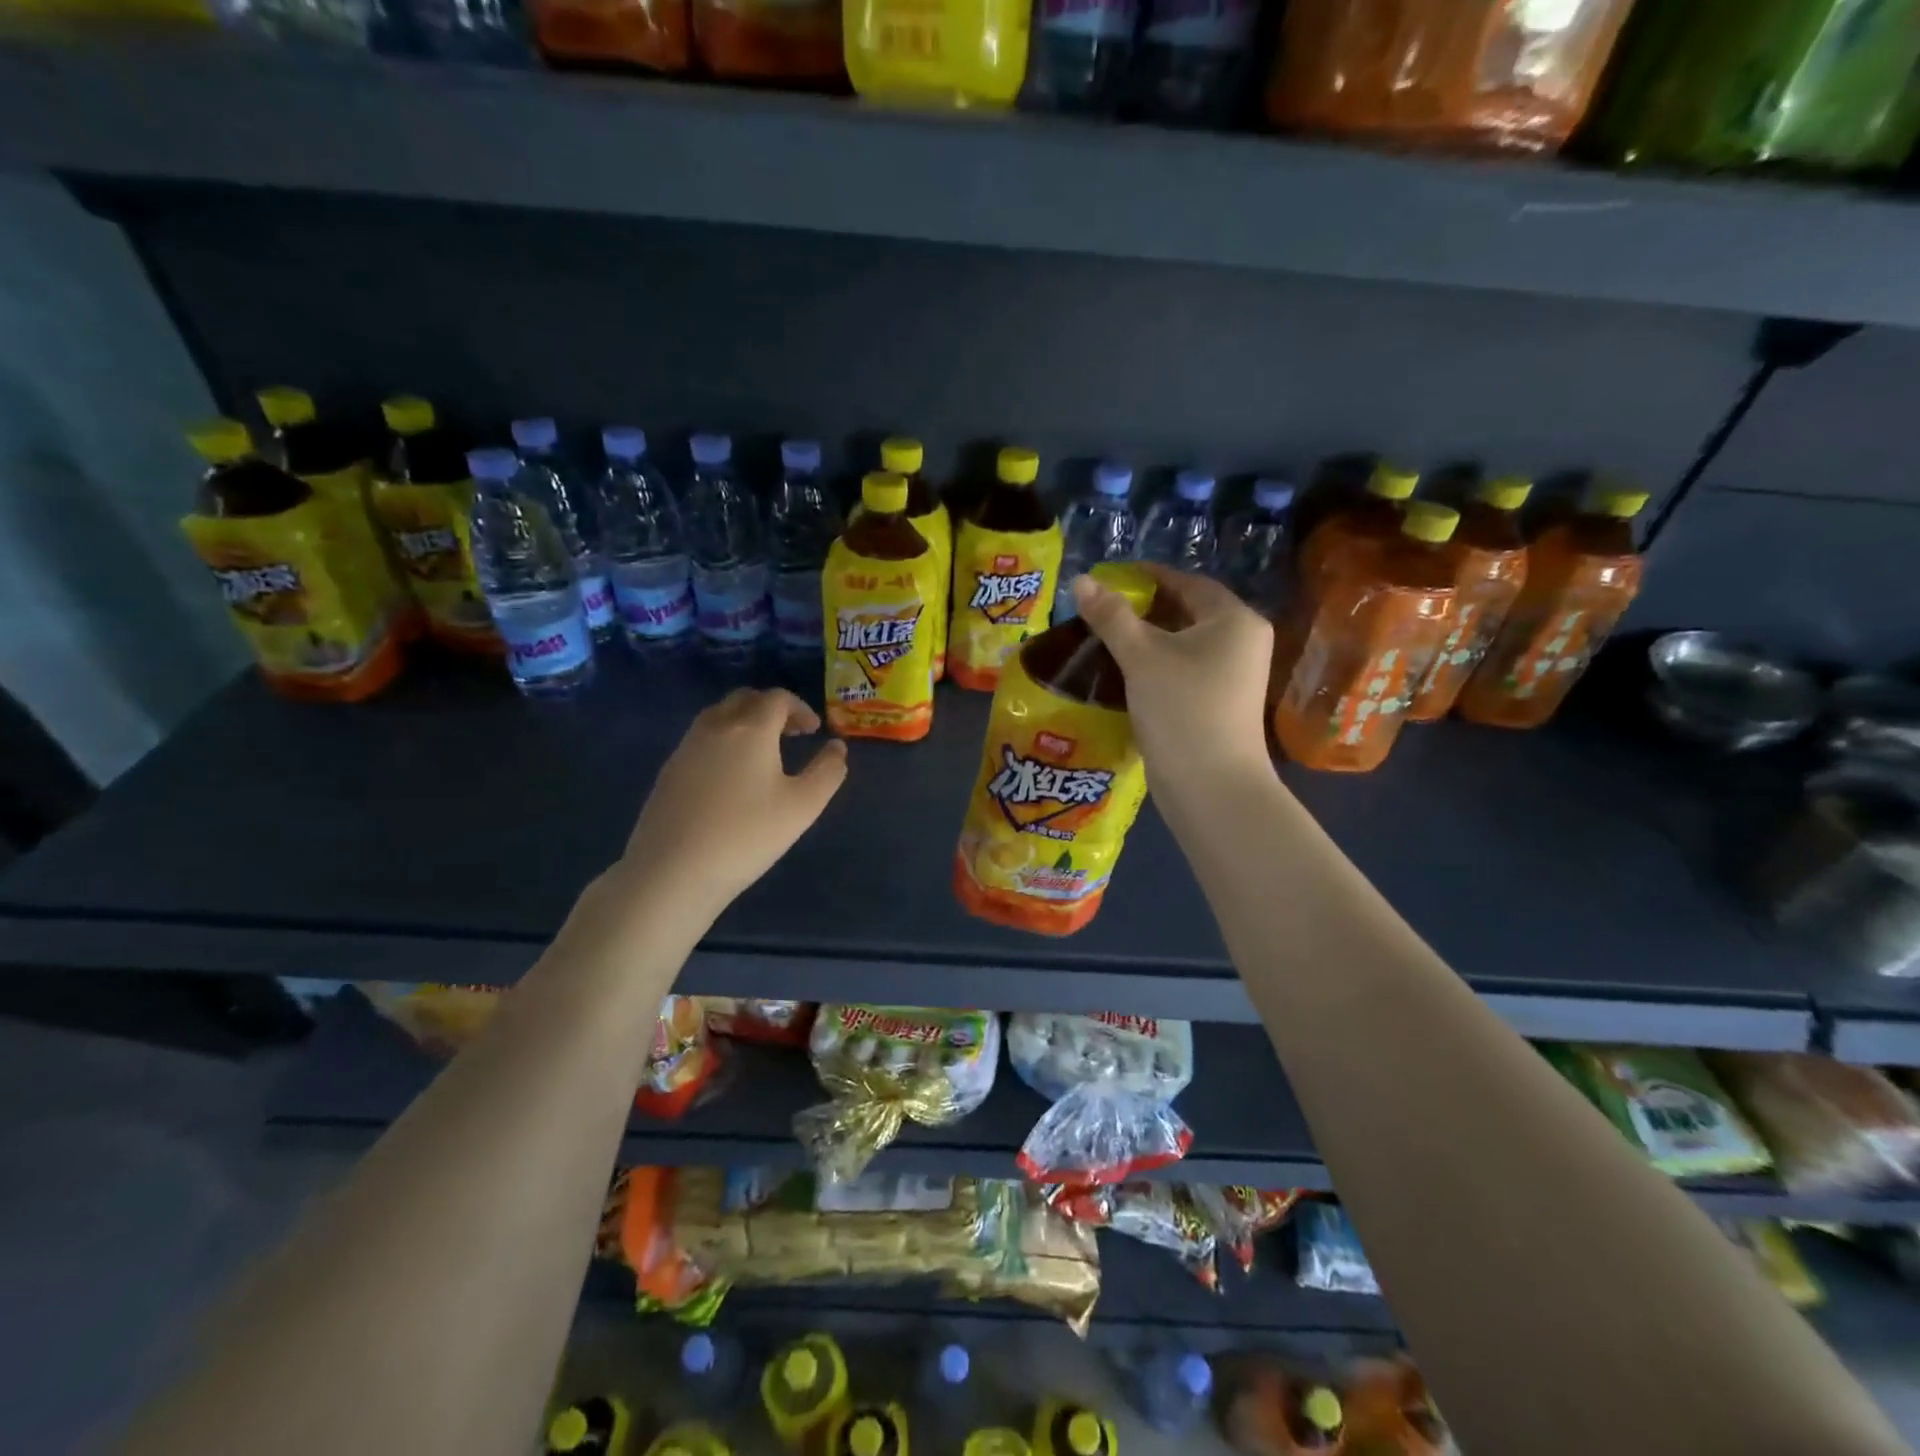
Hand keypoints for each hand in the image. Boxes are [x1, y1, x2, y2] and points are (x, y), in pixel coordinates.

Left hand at [621, 688, 848, 916]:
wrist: (672, 871)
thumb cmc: (746, 836)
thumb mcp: (803, 807)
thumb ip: (827, 772)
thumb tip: (837, 747)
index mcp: (751, 729)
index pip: (777, 698)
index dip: (800, 708)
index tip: (813, 731)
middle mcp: (715, 727)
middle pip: (744, 698)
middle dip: (771, 708)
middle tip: (790, 734)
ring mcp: (686, 748)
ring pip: (718, 716)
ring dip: (744, 721)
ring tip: (762, 753)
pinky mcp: (668, 771)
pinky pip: (701, 739)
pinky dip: (723, 741)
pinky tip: (730, 777)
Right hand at [1072, 565, 1275, 799]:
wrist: (1211, 786)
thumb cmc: (1182, 709)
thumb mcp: (1142, 657)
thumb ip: (1111, 616)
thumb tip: (1081, 579)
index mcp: (1234, 620)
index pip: (1187, 583)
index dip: (1147, 577)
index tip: (1107, 579)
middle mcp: (1242, 642)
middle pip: (1186, 612)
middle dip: (1143, 610)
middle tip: (1099, 612)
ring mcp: (1234, 675)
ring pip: (1183, 644)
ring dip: (1146, 640)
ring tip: (1104, 640)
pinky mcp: (1220, 702)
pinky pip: (1185, 669)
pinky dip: (1157, 665)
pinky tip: (1124, 673)